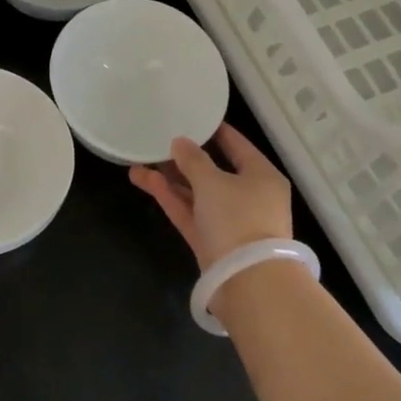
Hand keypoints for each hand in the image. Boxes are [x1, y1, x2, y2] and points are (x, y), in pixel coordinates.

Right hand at [129, 123, 292, 270]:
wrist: (248, 281)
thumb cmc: (238, 219)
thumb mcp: (213, 182)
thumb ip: (193, 160)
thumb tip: (180, 142)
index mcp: (261, 175)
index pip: (238, 146)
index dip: (215, 132)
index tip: (193, 118)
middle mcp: (249, 196)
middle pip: (214, 171)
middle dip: (184, 159)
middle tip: (158, 142)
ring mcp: (229, 221)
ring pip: (197, 193)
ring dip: (170, 179)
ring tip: (139, 162)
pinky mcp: (211, 241)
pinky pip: (190, 212)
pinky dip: (170, 198)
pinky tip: (145, 181)